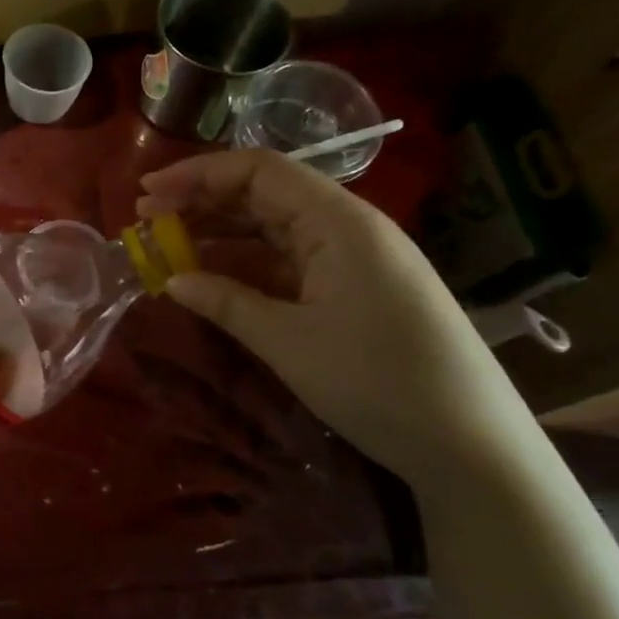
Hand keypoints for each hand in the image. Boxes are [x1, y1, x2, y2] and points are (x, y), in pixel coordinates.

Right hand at [136, 150, 547, 494]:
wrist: (472, 447)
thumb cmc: (380, 383)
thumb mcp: (290, 342)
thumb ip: (226, 302)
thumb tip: (172, 280)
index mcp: (339, 222)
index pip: (258, 172)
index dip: (198, 174)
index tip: (147, 191)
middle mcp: (347, 228)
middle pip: (264, 195)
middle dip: (201, 203)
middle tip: (145, 220)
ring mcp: (353, 260)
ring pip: (273, 230)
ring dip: (219, 236)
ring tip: (166, 248)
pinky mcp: (355, 290)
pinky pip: (289, 263)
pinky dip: (247, 267)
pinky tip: (212, 279)